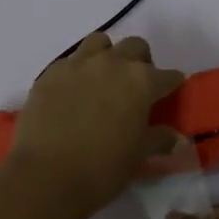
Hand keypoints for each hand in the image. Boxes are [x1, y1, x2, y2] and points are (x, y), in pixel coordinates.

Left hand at [7, 34, 185, 218]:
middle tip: (135, 87)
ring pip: (100, 43)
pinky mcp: (50, 73)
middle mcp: (112, 63)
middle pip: (135, 47)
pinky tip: (73, 93)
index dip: (172, 85)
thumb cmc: (102, 169)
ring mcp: (78, 64)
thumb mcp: (139, 157)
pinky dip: (77, 72)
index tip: (170, 94)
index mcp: (141, 81)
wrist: (45, 175)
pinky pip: (70, 61)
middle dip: (141, 62)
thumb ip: (159, 139)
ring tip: (103, 80)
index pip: (168, 76)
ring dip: (107, 56)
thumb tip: (173, 136)